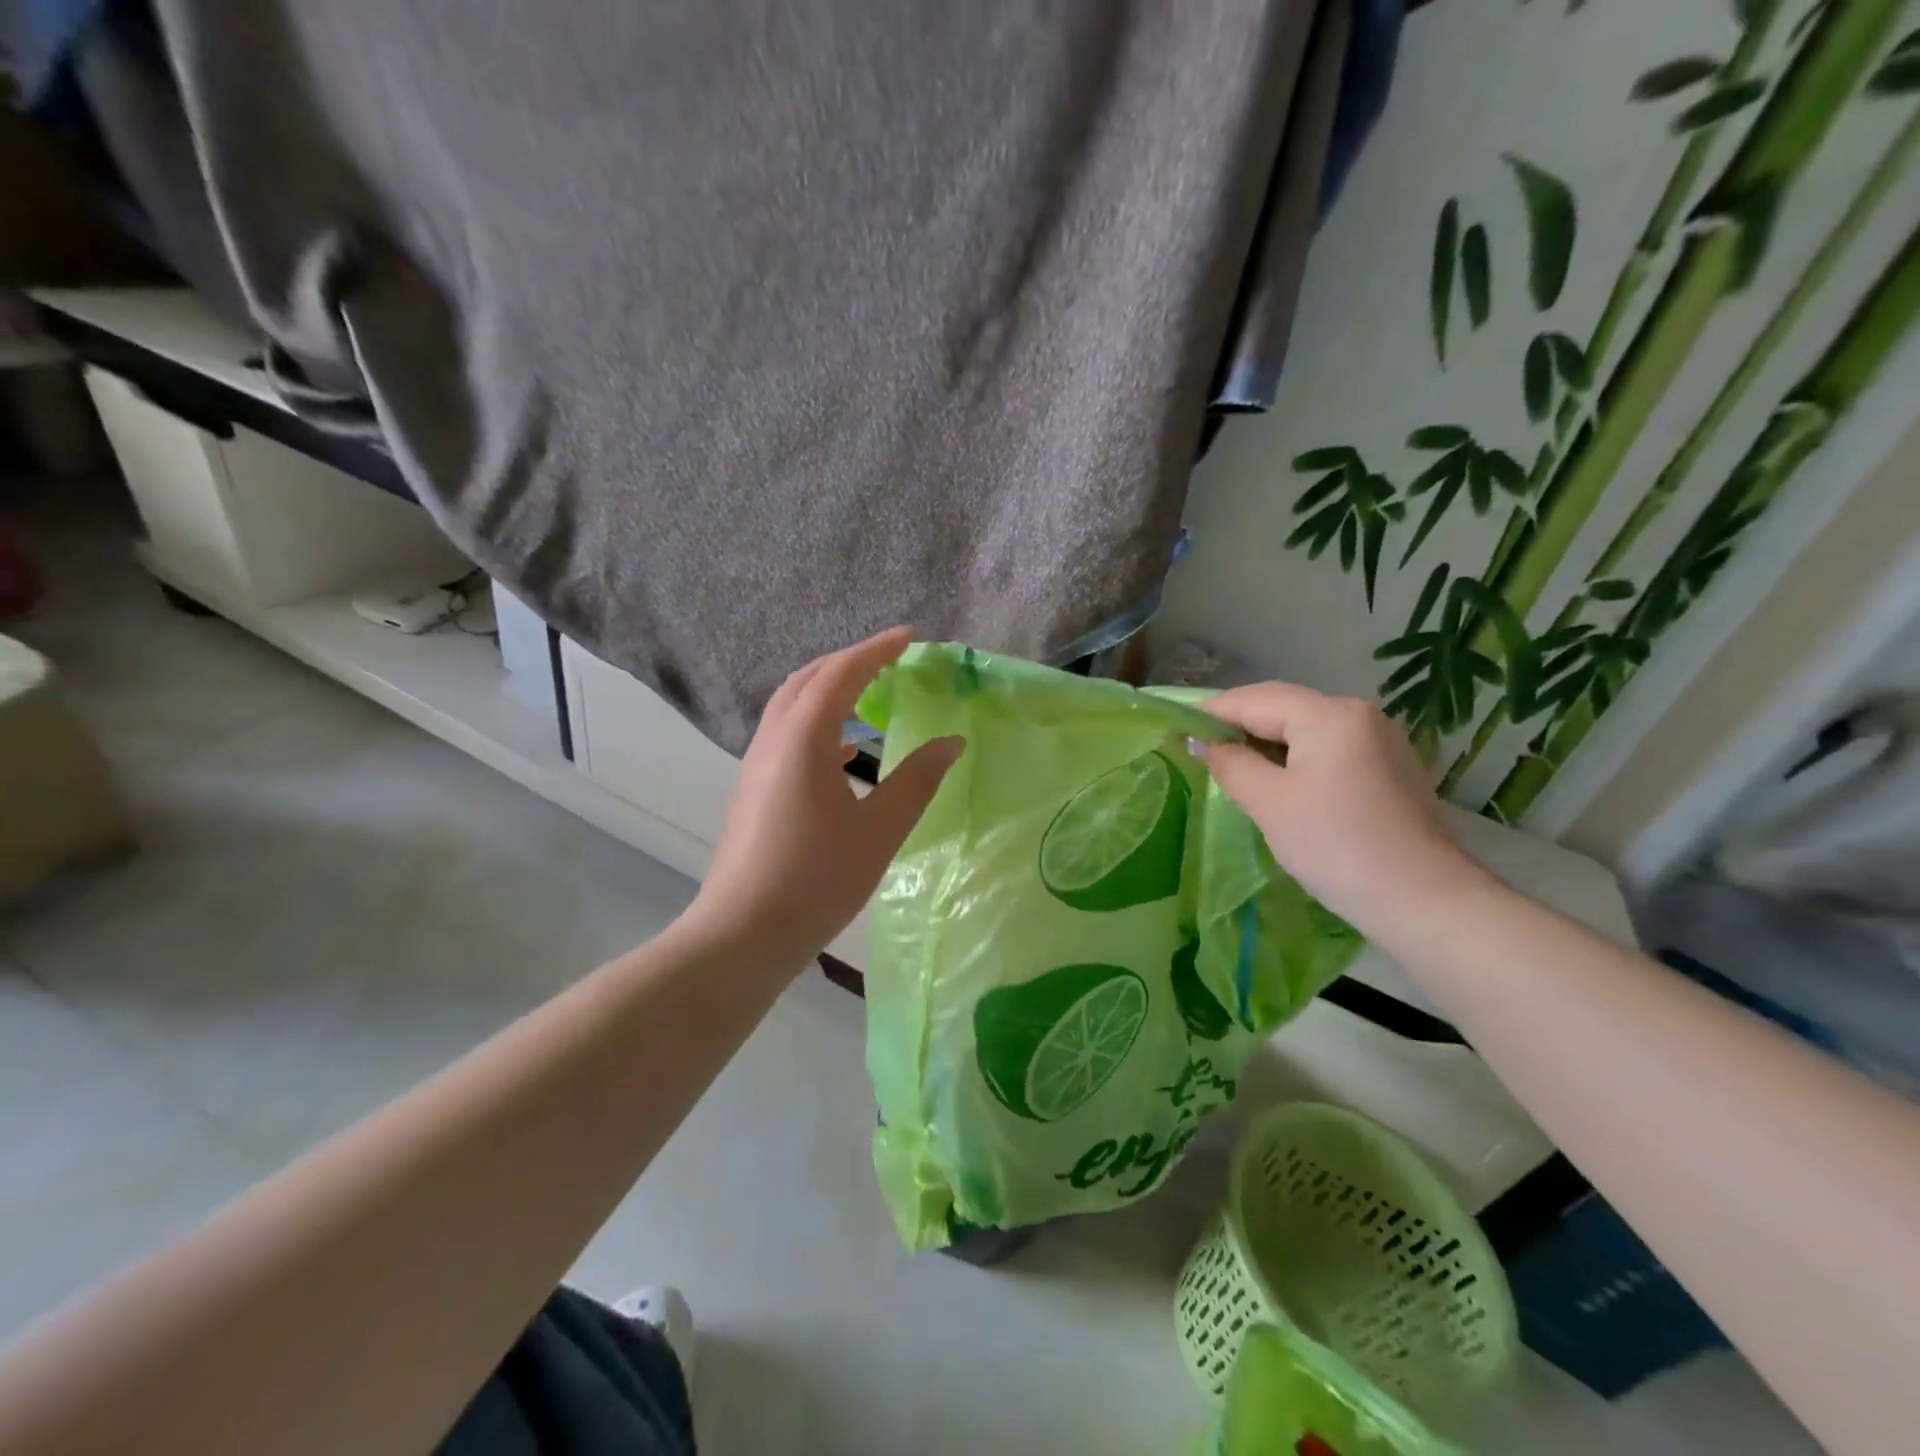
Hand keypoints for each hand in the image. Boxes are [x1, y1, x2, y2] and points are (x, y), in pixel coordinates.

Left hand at [690, 627, 961, 963]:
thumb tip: (950, 742)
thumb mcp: (879, 830)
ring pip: (792, 707)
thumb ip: (917, 781)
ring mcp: (756, 765)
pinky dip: (818, 724)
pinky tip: (845, 752)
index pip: (841, 674)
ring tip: (869, 694)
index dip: (877, 650)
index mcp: (803, 740)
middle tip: (890, 660)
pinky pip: (786, 735)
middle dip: (849, 662)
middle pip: (808, 680)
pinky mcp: (753, 790)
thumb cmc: (817, 879)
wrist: (743, 934)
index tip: (911, 636)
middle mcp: (773, 741)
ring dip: (829, 690)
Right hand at [1194, 682, 1483, 933]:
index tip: (1178, 731)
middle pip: (1284, 707)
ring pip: (1308, 728)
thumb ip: (1229, 763)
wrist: (1423, 899)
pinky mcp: (1391, 768)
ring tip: (1234, 768)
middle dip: (1240, 725)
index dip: (1212, 712)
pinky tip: (1281, 783)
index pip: (1255, 699)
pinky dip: (1298, 757)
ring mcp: (1381, 740)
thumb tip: (1200, 742)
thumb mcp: (1269, 802)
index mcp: (1329, 714)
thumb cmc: (1334, 844)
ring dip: (1268, 742)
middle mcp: (1359, 714)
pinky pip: (1331, 749)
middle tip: (1201, 751)